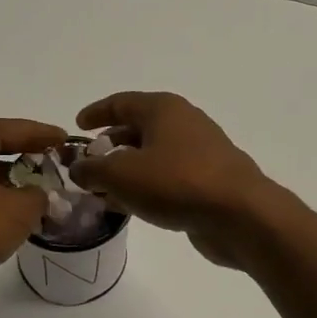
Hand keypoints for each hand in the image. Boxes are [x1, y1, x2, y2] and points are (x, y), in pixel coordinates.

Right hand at [71, 92, 283, 268]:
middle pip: (138, 129)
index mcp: (163, 109)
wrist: (240, 214)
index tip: (76, 127)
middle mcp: (183, 123)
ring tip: (104, 191)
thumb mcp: (122, 174)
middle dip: (110, 145)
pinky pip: (168, 178)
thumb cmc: (177, 182)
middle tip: (88, 165)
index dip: (96, 113)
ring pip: (153, 156)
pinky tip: (133, 207)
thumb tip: (79, 168)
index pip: (121, 103)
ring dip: (127, 170)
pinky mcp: (209, 181)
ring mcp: (200, 152)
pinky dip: (147, 187)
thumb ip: (93, 169)